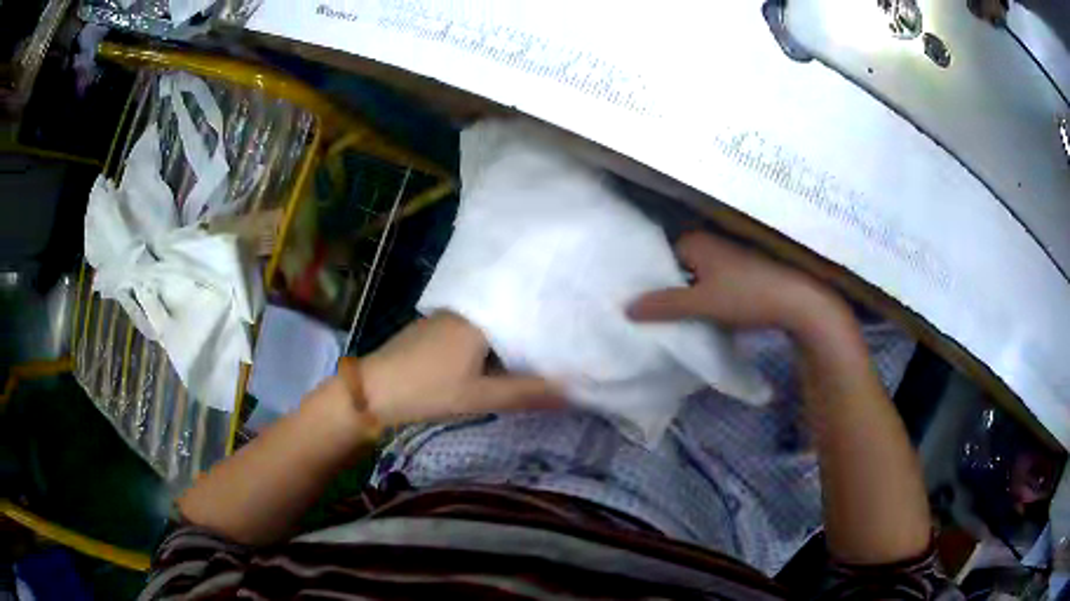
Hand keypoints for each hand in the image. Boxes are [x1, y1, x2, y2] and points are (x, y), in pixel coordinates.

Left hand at [358, 311, 561, 426]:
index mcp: (480, 318)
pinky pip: (472, 329)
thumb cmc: (428, 390)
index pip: (525, 310)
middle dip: (532, 330)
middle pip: (508, 315)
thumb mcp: (479, 398)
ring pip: (490, 323)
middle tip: (563, 344)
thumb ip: (525, 394)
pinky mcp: (433, 328)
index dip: (550, 320)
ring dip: (510, 336)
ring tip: (540, 349)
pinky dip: (489, 340)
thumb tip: (570, 391)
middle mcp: (465, 310)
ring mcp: (446, 317)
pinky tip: (499, 355)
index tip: (574, 330)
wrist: (373, 389)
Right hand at [627, 232, 848, 337]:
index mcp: (695, 241)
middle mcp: (710, 242)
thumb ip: (664, 305)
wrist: (798, 302)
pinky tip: (701, 317)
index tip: (635, 302)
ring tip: (670, 319)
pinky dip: (704, 298)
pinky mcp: (742, 272)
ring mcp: (728, 257)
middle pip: (677, 267)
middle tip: (647, 314)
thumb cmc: (747, 296)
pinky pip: (712, 284)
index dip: (647, 279)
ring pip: (696, 278)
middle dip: (665, 289)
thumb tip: (626, 308)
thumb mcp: (701, 304)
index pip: (659, 257)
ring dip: (686, 296)